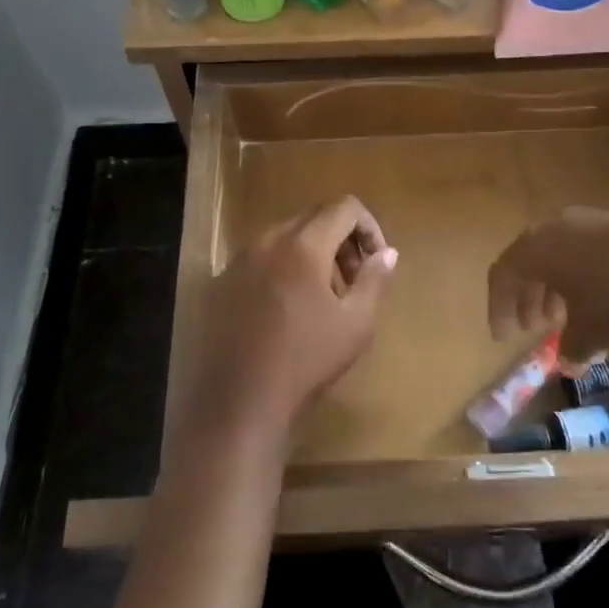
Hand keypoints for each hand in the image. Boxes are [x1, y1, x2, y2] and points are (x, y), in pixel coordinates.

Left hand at [179, 198, 397, 456]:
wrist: (240, 400)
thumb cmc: (306, 360)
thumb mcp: (356, 324)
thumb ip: (375, 280)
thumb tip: (387, 253)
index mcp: (303, 245)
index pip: (344, 207)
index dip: (369, 227)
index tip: (376, 261)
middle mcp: (267, 240)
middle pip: (314, 217)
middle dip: (342, 239)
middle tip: (354, 278)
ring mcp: (239, 260)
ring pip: (285, 237)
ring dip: (312, 254)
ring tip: (323, 296)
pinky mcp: (221, 282)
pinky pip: (261, 259)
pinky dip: (283, 268)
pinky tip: (287, 309)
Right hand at [488, 208, 608, 357]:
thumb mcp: (592, 331)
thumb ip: (571, 346)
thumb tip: (568, 360)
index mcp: (536, 247)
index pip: (502, 274)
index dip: (499, 307)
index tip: (503, 337)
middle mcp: (556, 226)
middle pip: (530, 260)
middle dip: (528, 295)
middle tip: (532, 327)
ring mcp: (590, 220)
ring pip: (560, 254)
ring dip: (556, 286)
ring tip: (566, 317)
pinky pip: (587, 249)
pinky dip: (583, 275)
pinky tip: (602, 300)